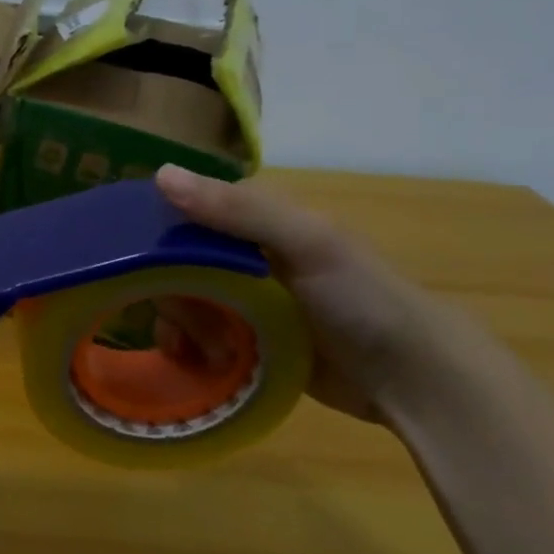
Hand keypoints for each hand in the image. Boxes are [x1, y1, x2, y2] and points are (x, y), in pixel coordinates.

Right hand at [153, 165, 463, 424]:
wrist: (413, 380)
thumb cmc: (363, 299)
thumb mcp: (306, 243)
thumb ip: (237, 210)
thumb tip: (160, 174)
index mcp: (254, 222)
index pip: (181, 214)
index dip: (156, 235)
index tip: (140, 265)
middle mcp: (240, 256)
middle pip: (173, 264)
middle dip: (171, 294)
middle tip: (187, 323)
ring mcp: (240, 300)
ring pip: (178, 302)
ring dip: (179, 326)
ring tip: (199, 352)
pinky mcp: (242, 340)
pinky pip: (193, 337)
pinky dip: (187, 349)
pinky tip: (196, 363)